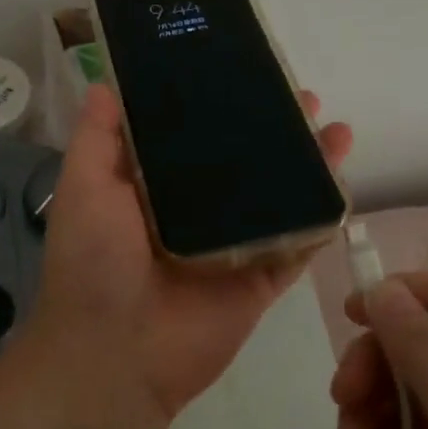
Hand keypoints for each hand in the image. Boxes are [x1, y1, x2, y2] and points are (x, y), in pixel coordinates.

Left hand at [30, 82, 352, 428]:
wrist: (114, 357)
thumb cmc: (93, 263)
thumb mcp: (84, 188)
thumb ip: (98, 138)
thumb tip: (101, 82)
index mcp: (156, 188)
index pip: (194, 135)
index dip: (219, 105)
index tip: (244, 72)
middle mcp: (198, 211)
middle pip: (246, 163)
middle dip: (274, 130)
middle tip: (303, 97)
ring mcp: (233, 247)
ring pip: (279, 198)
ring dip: (308, 166)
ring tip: (336, 130)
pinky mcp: (260, 282)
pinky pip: (297, 247)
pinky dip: (321, 220)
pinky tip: (343, 187)